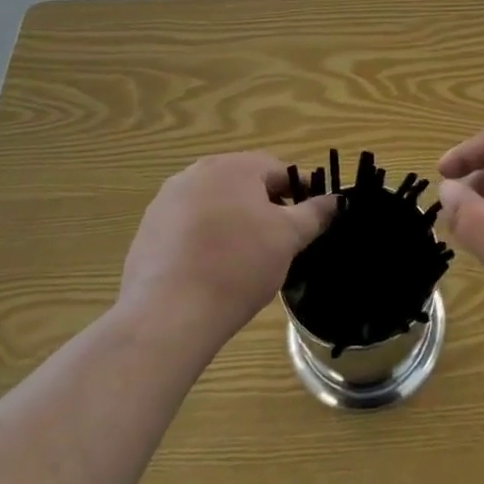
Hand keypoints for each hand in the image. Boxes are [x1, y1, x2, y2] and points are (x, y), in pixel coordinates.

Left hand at [120, 153, 337, 347]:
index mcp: (232, 166)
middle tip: (279, 243)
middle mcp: (195, 174)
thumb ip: (314, 214)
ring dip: (234, 224)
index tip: (309, 222)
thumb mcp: (288, 238)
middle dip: (265, 209)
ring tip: (245, 261)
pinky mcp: (146, 233)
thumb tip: (336, 200)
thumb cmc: (237, 266)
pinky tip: (211, 272)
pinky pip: (187, 228)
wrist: (167, 316)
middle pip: (244, 185)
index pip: (278, 171)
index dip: (300, 194)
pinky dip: (204, 242)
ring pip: (214, 206)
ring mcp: (165, 202)